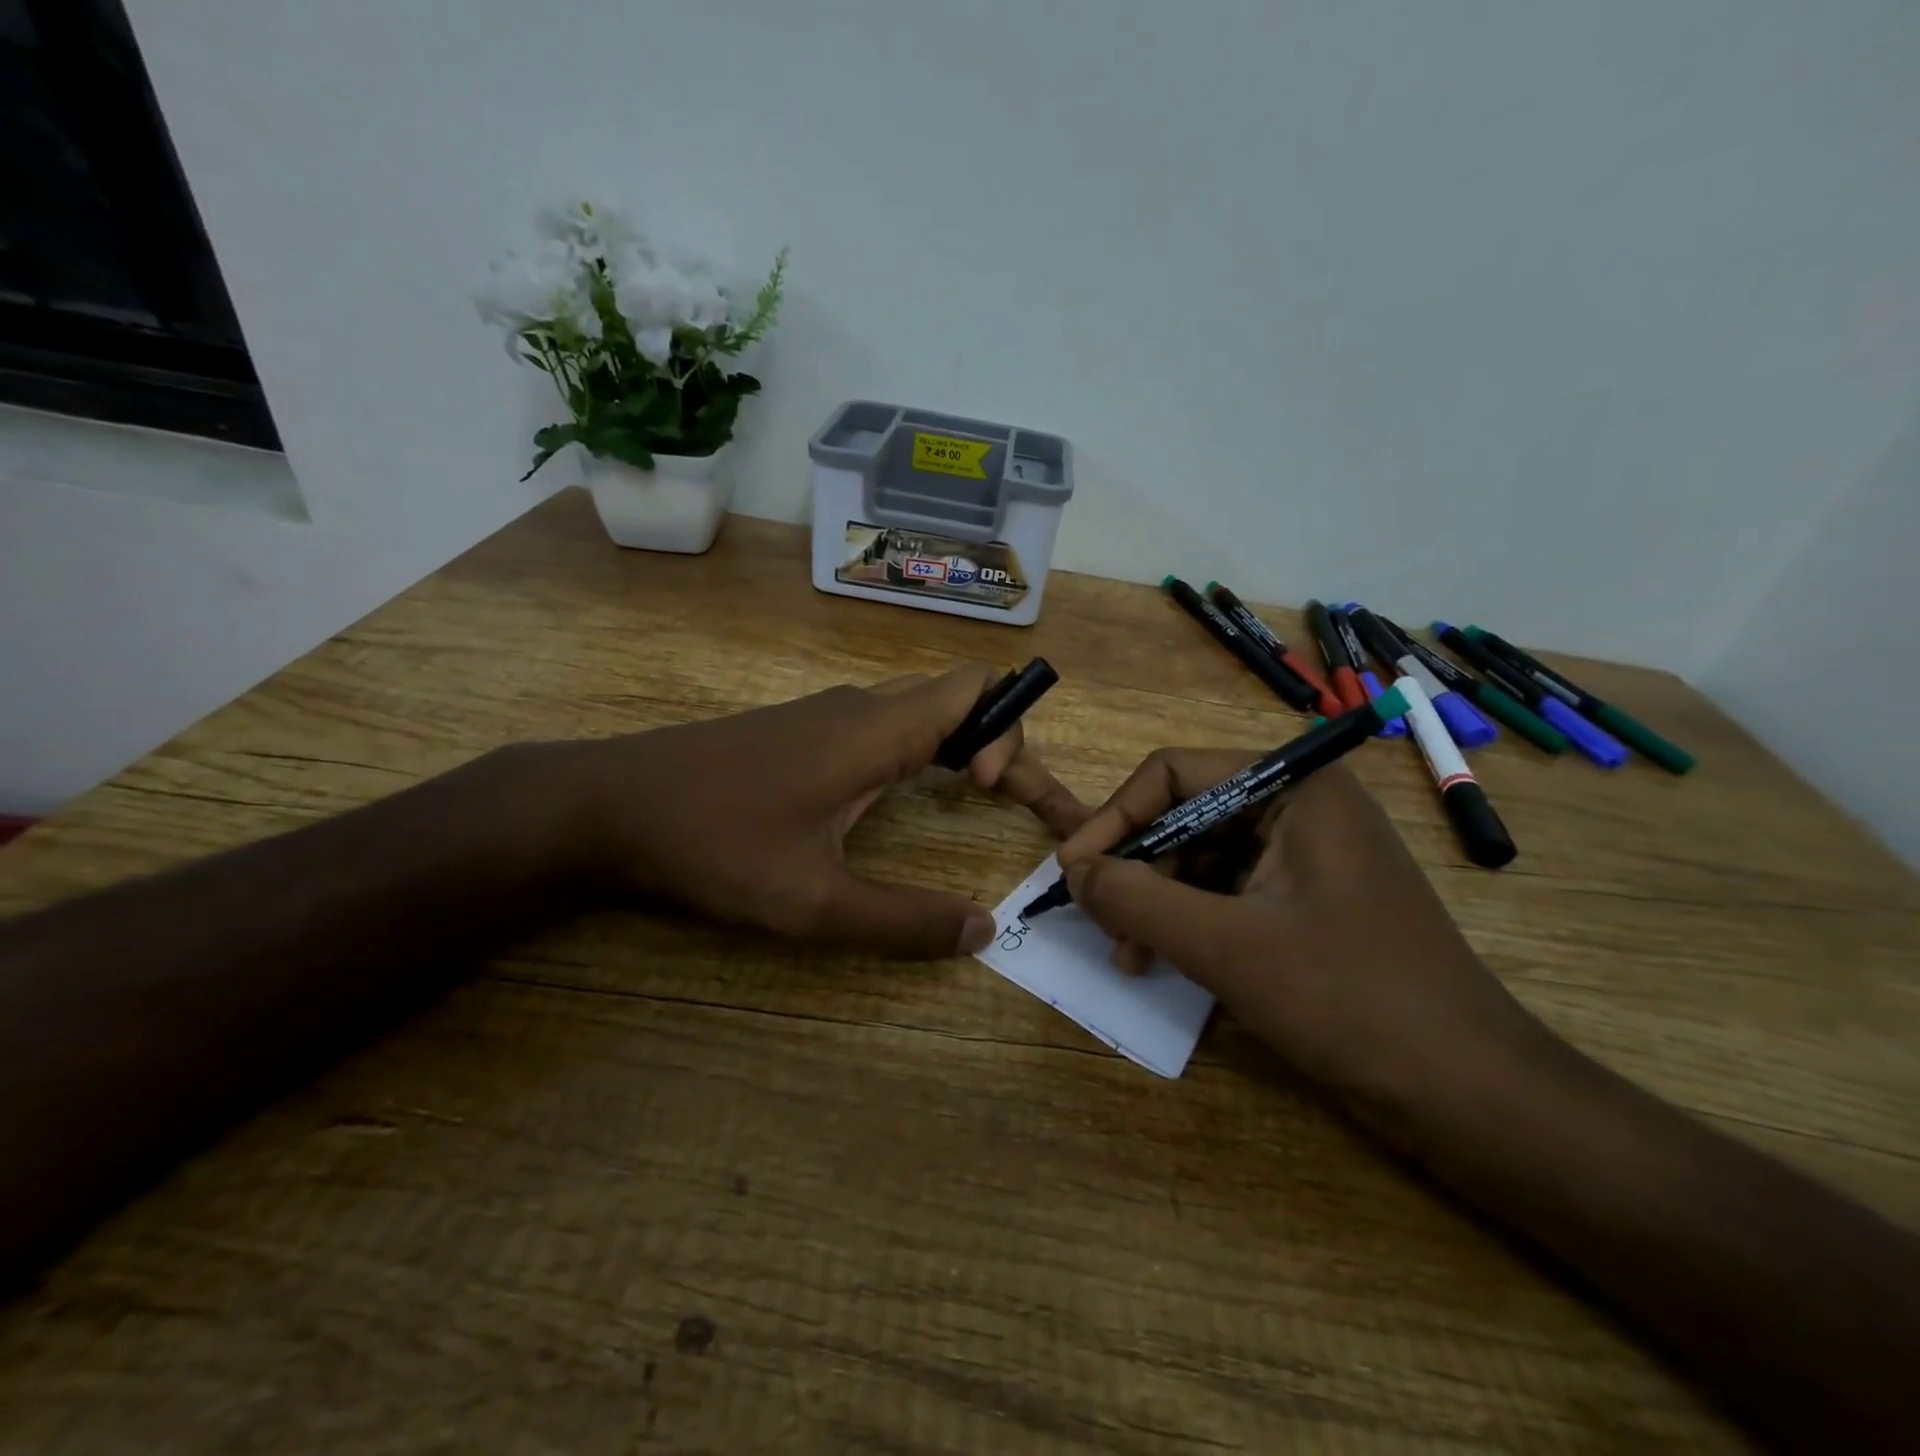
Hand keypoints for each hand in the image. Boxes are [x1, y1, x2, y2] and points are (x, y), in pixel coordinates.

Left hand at [535, 666, 1087, 957]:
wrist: (606, 805)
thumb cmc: (711, 846)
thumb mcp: (811, 903)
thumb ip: (902, 921)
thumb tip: (983, 931)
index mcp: (875, 731)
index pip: (976, 688)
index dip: (1010, 732)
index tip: (994, 793)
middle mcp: (860, 707)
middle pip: (960, 696)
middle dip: (1005, 741)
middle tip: (1022, 804)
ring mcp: (827, 713)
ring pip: (923, 706)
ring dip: (966, 743)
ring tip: (983, 795)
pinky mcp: (802, 730)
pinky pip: (888, 721)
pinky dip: (925, 746)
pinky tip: (908, 791)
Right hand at [1056, 757, 1545, 1113]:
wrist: (1473, 1097)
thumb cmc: (1351, 1001)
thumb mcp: (1227, 948)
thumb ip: (1138, 901)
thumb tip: (1073, 872)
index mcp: (1295, 787)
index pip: (1174, 773)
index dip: (1115, 817)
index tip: (1073, 870)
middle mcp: (1301, 807)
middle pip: (1186, 815)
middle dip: (1137, 868)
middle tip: (1099, 920)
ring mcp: (1308, 858)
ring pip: (1202, 858)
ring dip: (1158, 901)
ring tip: (1129, 955)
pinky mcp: (1309, 904)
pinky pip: (1229, 894)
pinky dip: (1190, 923)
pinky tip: (1165, 962)